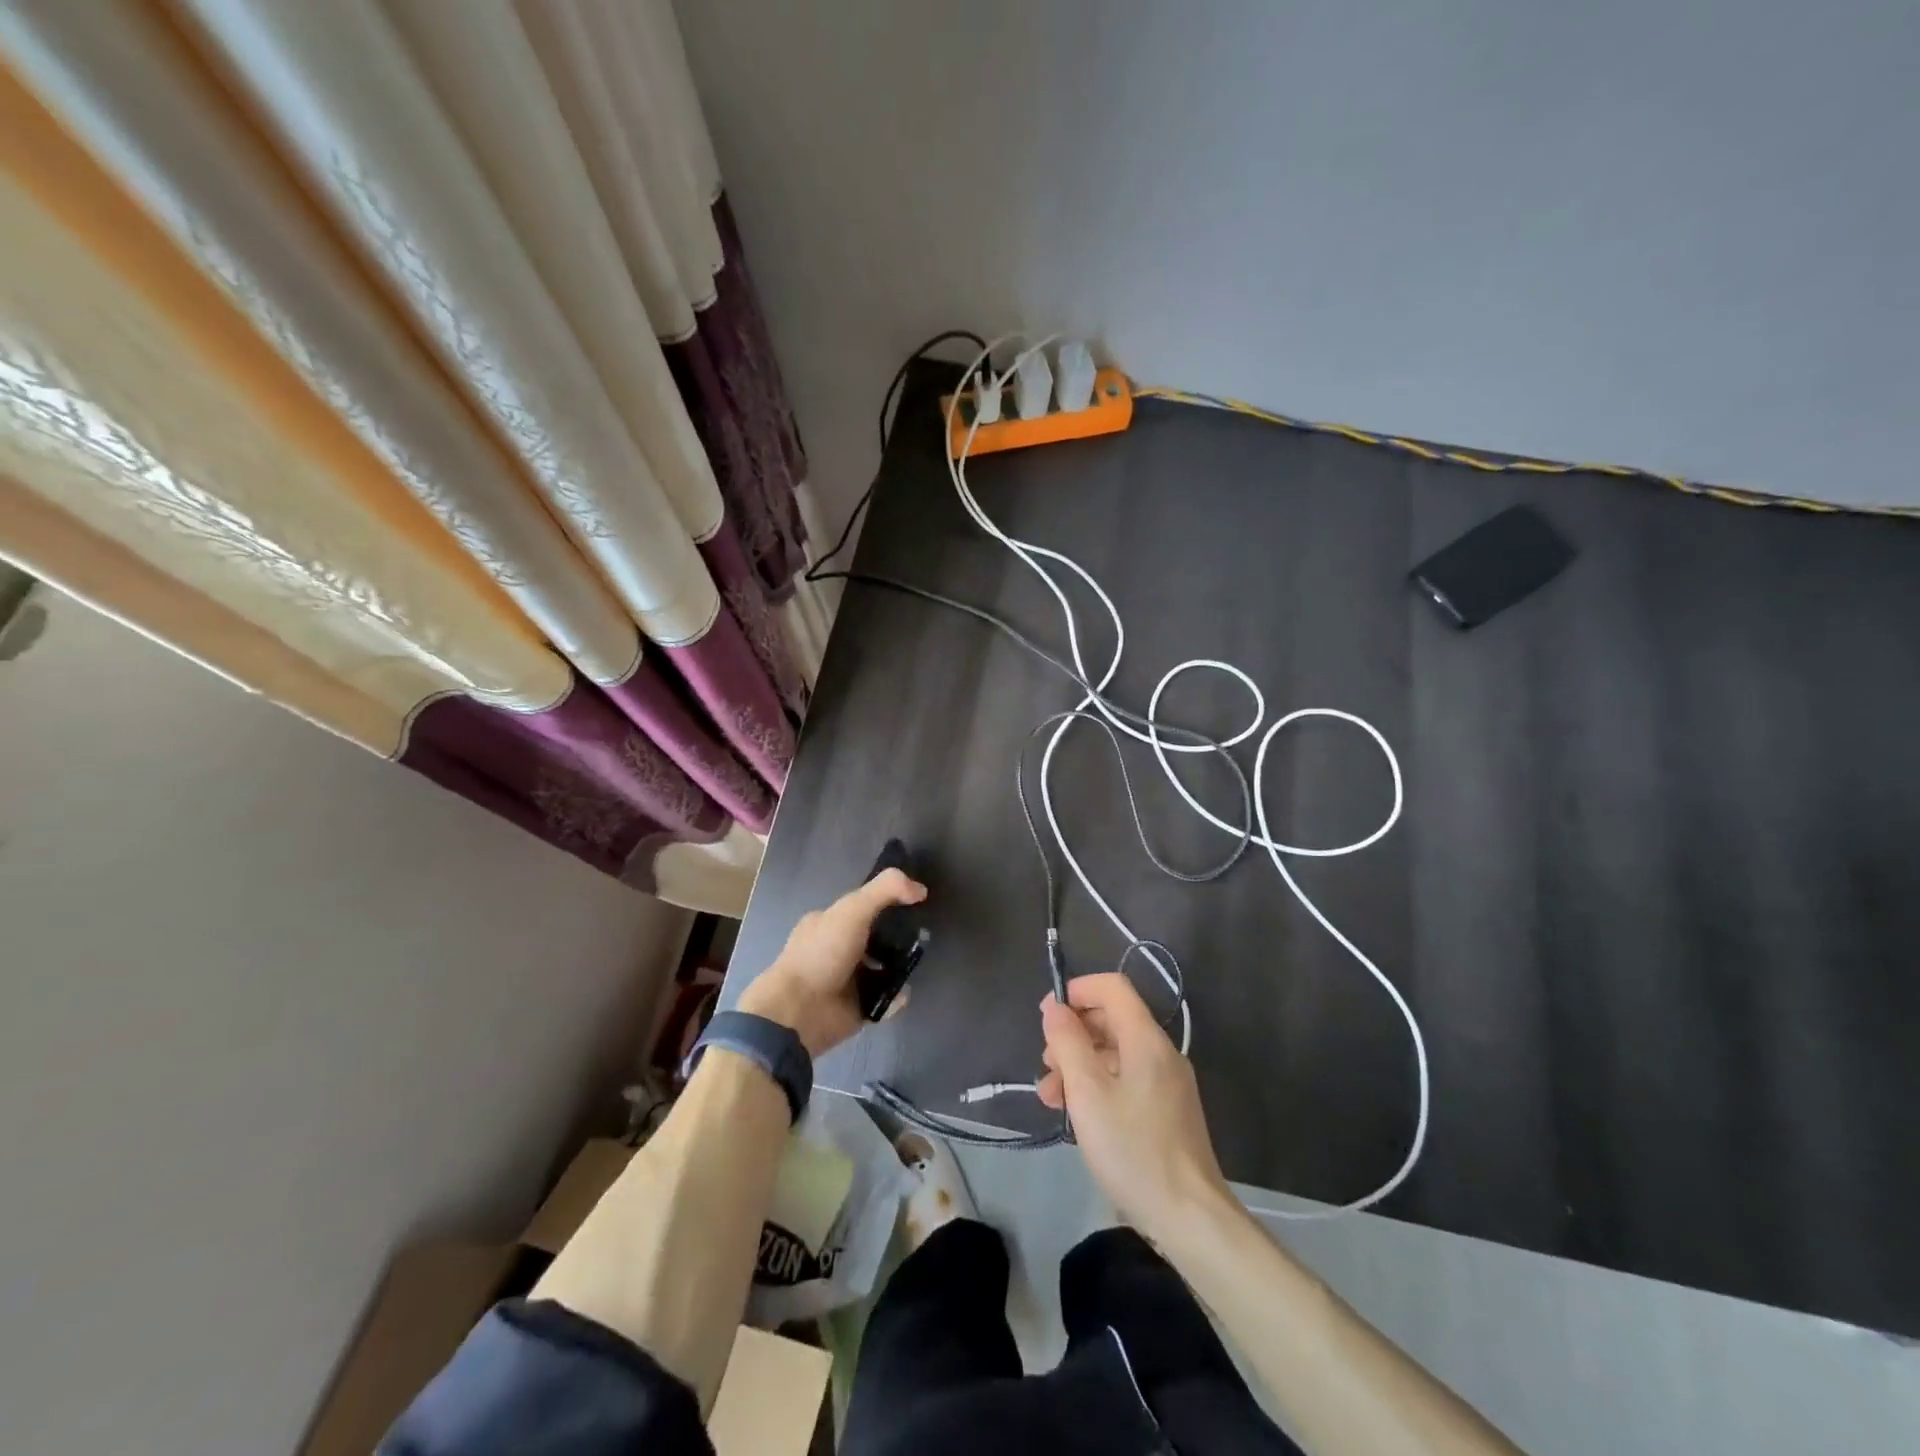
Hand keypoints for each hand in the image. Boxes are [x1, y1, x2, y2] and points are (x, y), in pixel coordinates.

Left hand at [739, 868, 926, 1056]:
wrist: (799, 1012)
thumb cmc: (822, 954)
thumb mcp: (853, 909)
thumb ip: (886, 890)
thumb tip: (921, 889)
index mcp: (828, 923)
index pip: (863, 906)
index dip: (887, 902)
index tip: (913, 904)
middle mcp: (836, 949)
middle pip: (876, 938)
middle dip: (898, 938)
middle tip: (920, 938)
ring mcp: (846, 980)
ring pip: (884, 969)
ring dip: (900, 967)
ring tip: (913, 965)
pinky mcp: (857, 1007)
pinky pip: (885, 999)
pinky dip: (896, 996)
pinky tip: (900, 992)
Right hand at [1037, 973, 1230, 1239]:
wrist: (1190, 1216)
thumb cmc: (1133, 1149)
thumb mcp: (1088, 1093)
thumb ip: (1068, 1043)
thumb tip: (1054, 1008)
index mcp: (1146, 1039)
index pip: (1112, 987)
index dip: (1077, 991)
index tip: (1047, 1015)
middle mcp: (1161, 1052)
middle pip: (1112, 1019)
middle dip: (1073, 1034)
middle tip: (1046, 1064)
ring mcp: (1167, 1082)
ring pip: (1116, 1053)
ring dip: (1080, 1064)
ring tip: (1052, 1097)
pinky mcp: (1167, 1110)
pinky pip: (1127, 1079)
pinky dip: (1098, 1085)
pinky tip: (1078, 1114)